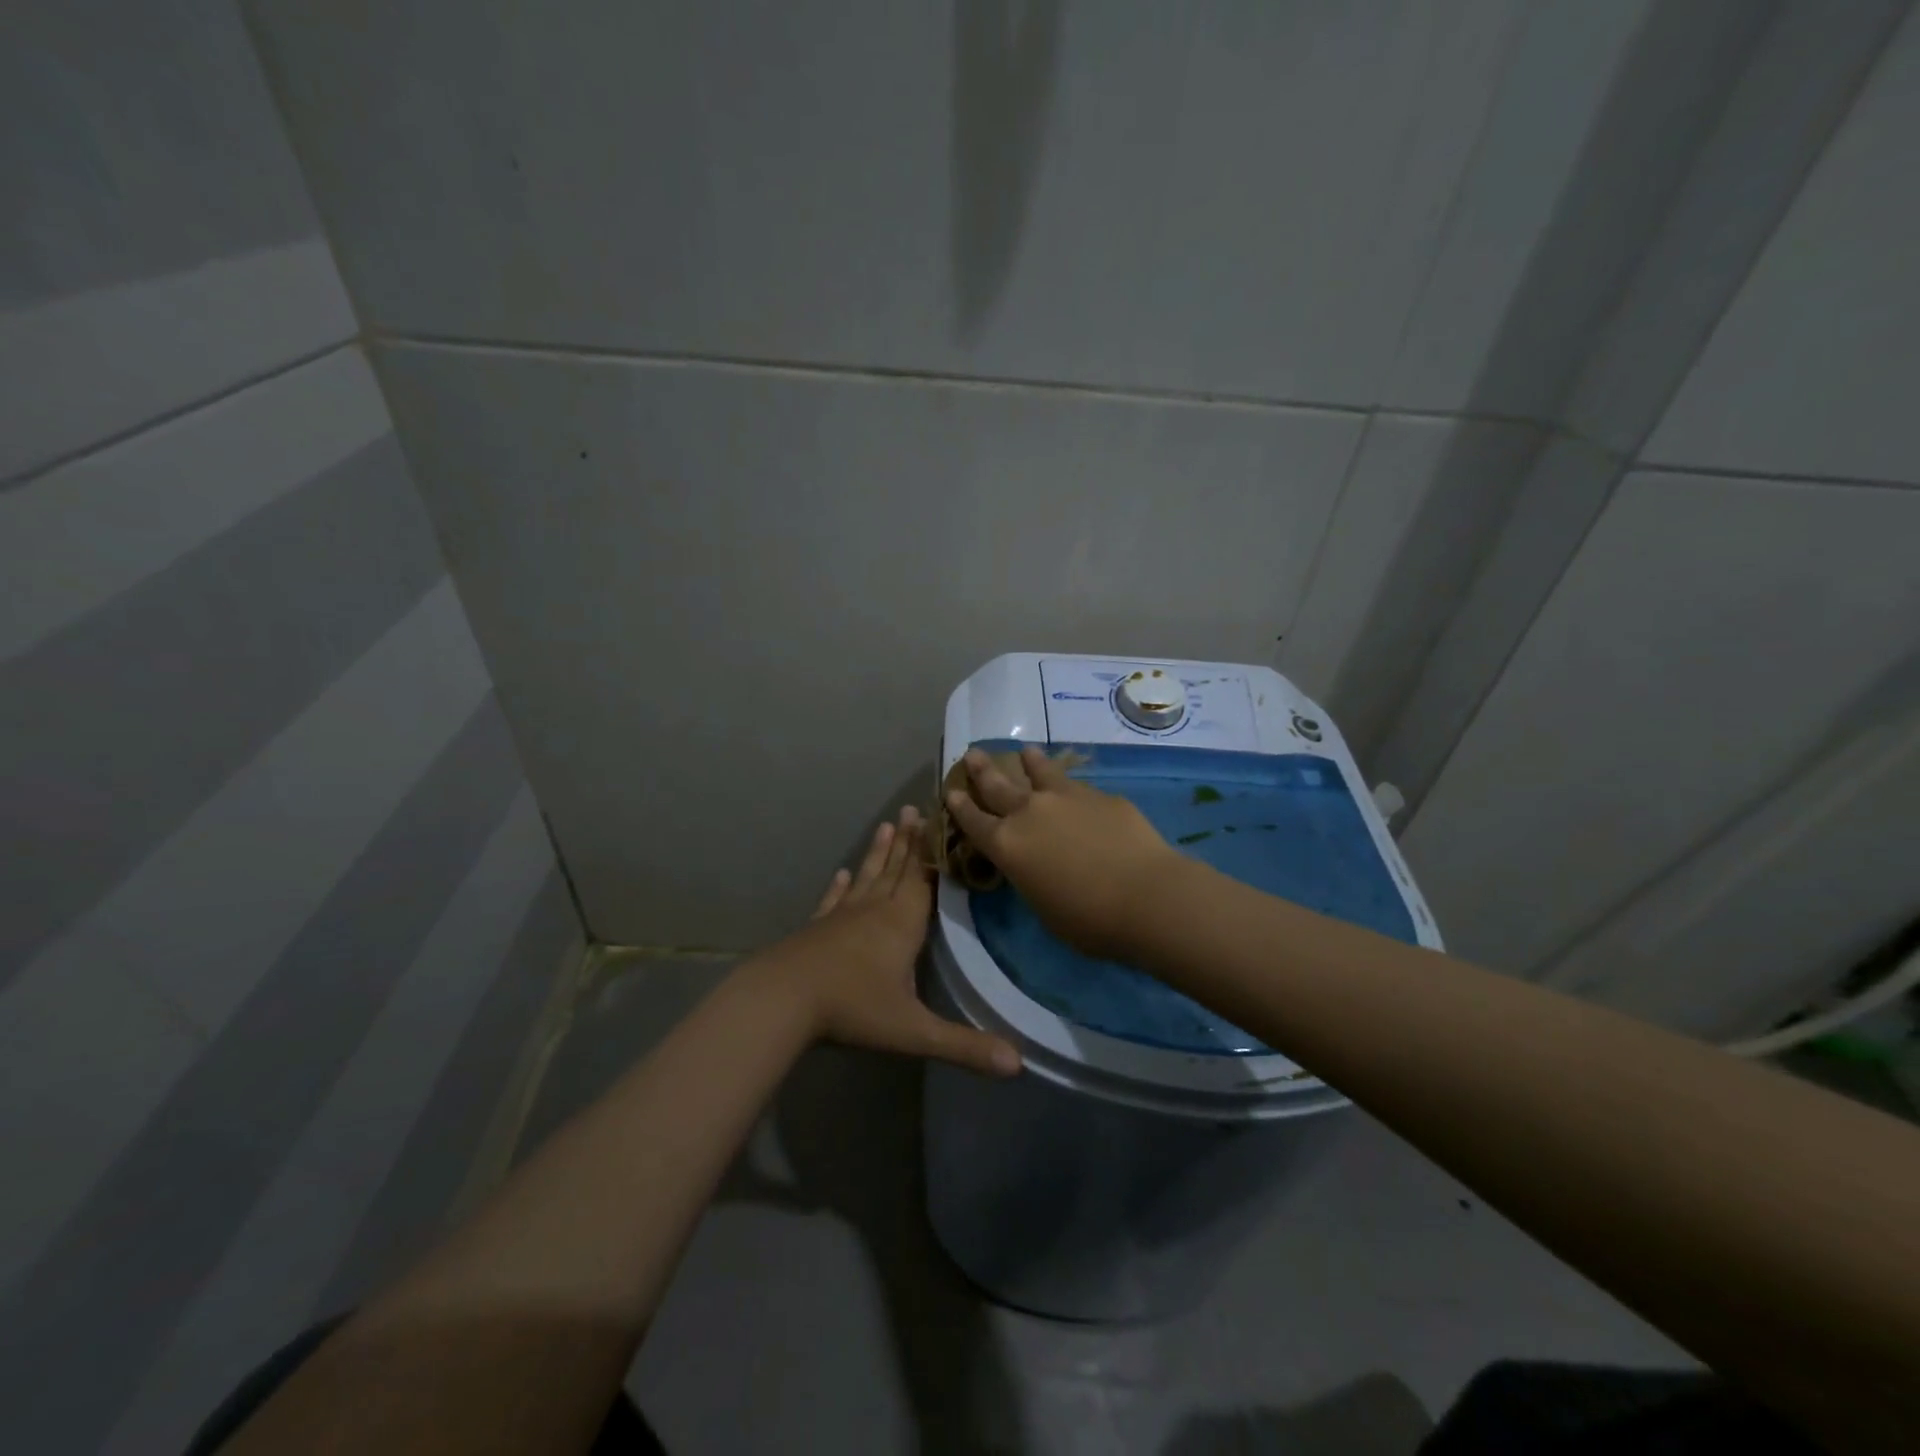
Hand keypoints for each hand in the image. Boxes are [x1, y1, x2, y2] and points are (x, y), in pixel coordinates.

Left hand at [751, 805, 1020, 1077]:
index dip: (936, 852)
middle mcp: (875, 910)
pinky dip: (840, 886)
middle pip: (897, 870)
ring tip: (888, 824)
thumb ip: (966, 1047)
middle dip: (911, 841)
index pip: (926, 879)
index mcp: (903, 924)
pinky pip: (834, 900)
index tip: (943, 820)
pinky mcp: (817, 928)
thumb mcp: (914, 1032)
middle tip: (916, 807)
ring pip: (867, 877)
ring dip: (880, 852)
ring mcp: (842, 917)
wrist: (782, 1000)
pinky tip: (840, 873)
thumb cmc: (853, 1009)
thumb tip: (1019, 1066)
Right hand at [945, 744, 1178, 959]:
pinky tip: (1077, 789)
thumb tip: (1037, 863)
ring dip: (1029, 762)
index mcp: (1007, 845)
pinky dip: (1069, 785)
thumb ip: (1031, 876)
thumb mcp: (1043, 905)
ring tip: (1025, 752)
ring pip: (1040, 772)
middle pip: (998, 785)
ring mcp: (1066, 798)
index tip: (951, 790)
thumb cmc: (1088, 920)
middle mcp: (1029, 813)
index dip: (960, 806)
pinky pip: (1077, 786)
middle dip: (982, 770)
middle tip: (973, 754)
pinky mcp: (1101, 796)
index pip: (973, 821)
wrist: (1146, 896)